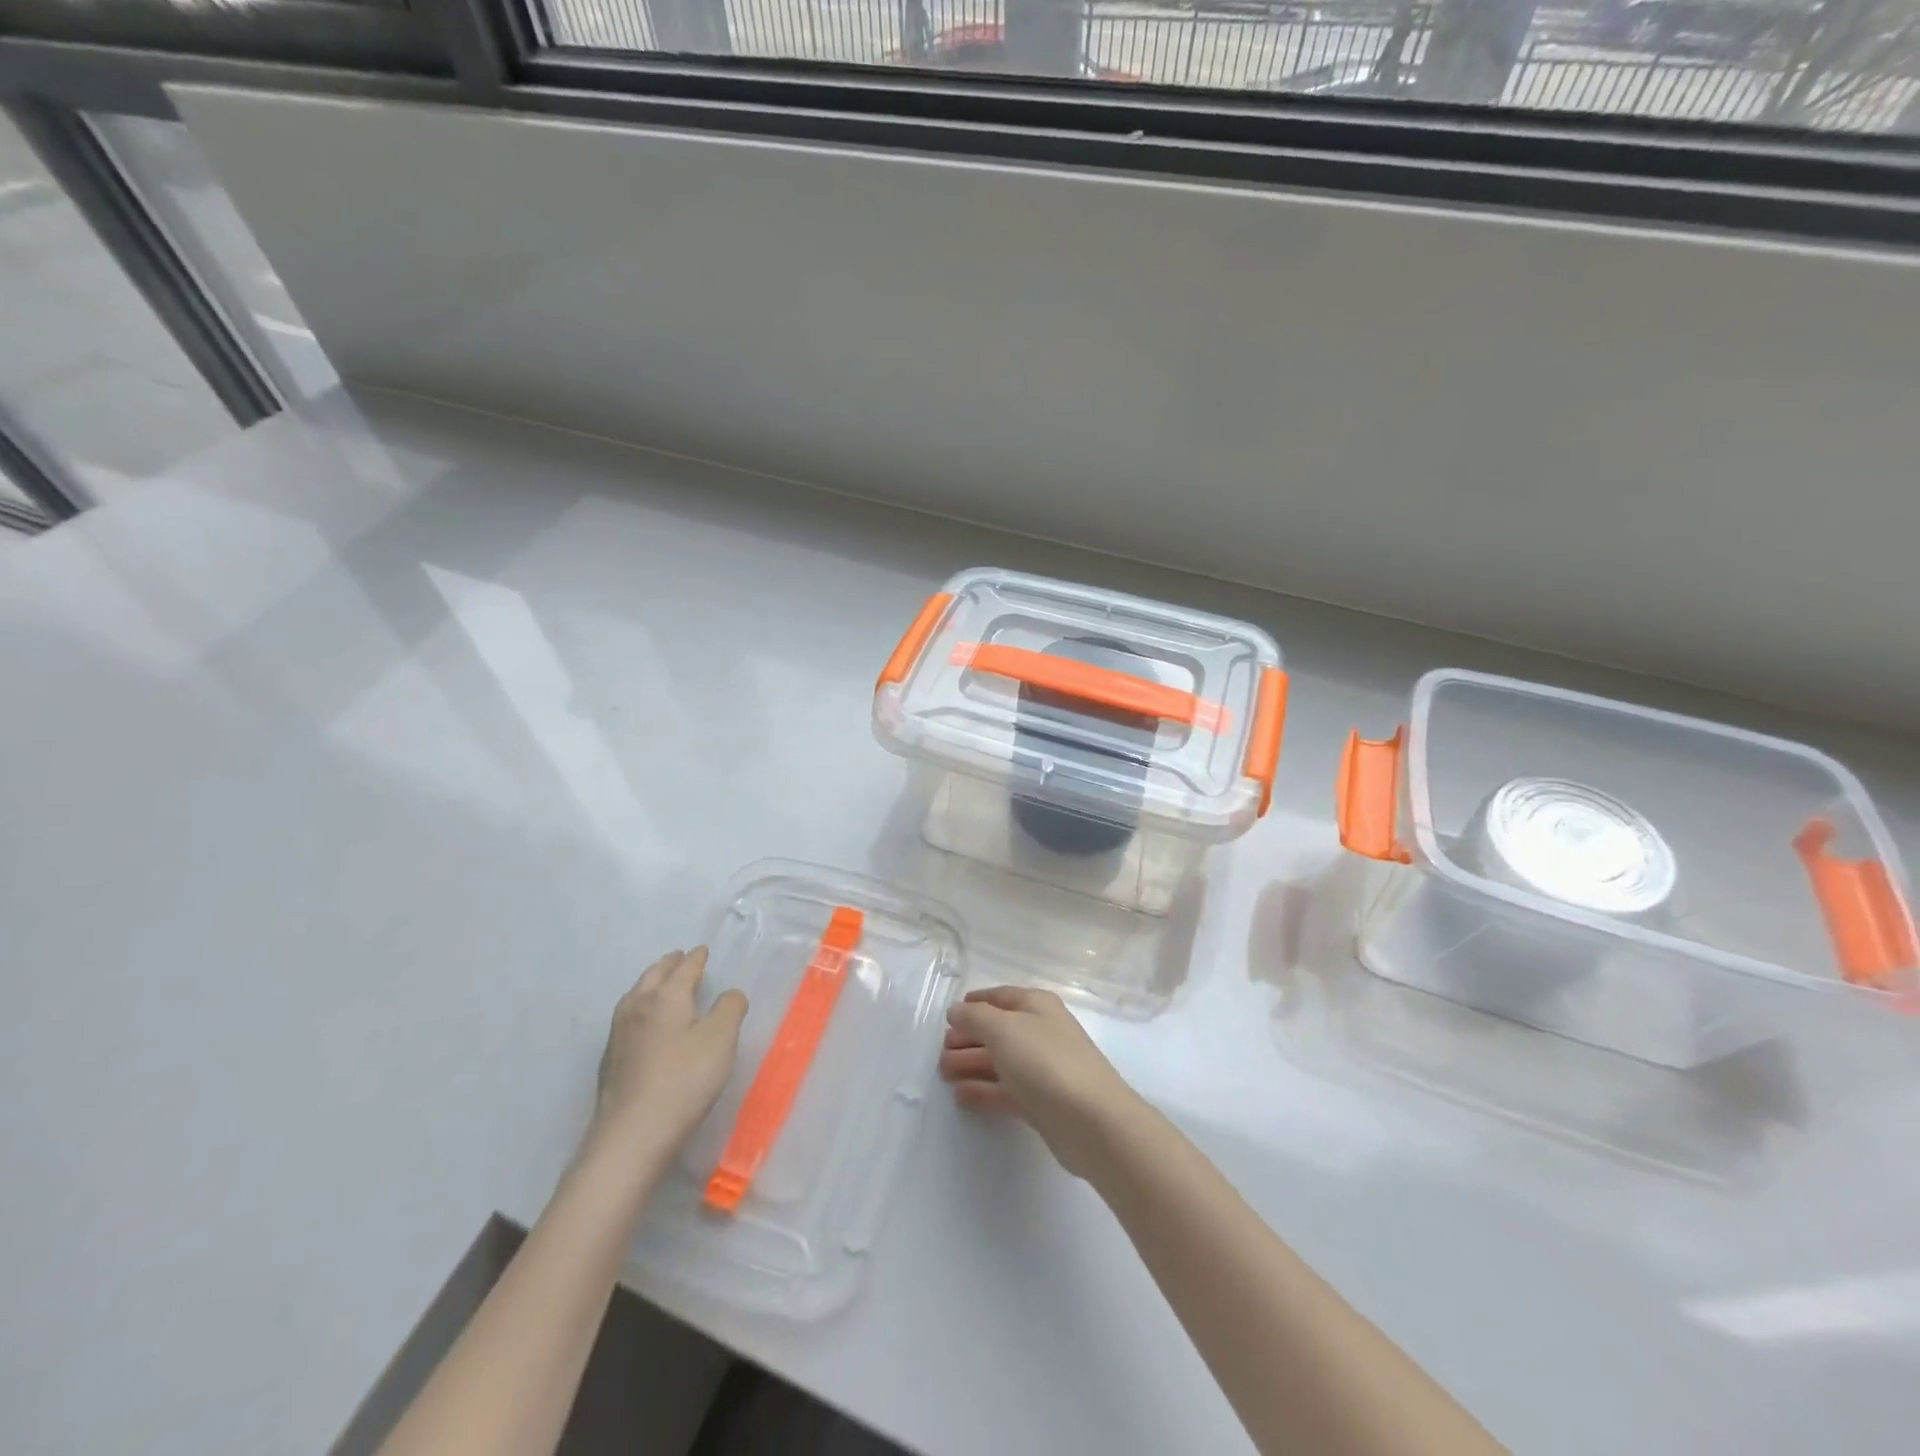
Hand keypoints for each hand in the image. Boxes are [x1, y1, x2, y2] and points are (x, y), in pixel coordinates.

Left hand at [589, 947, 746, 1166]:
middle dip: (669, 964)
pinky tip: (646, 1023)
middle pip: (653, 976)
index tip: (703, 950)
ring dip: (651, 982)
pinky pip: (628, 1017)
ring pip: (636, 995)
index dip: (696, 958)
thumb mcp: (721, 1039)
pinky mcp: (611, 1060)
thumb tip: (729, 994)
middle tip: (680, 958)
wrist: (632, 1135)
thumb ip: (730, 1008)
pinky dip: (641, 1006)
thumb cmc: (684, 1080)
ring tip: (662, 984)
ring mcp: (619, 1034)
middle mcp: (638, 1007)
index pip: (684, 968)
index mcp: (666, 997)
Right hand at [940, 986, 1144, 1178]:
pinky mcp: (1042, 1103)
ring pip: (1001, 1061)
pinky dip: (984, 1090)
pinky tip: (961, 1095)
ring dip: (971, 1064)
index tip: (950, 1014)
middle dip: (969, 1037)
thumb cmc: (1046, 1062)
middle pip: (999, 1030)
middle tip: (941, 1050)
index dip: (975, 1002)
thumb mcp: (1004, 1029)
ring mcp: (1043, 1069)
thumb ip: (975, 1017)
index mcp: (1037, 1006)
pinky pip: (1006, 1090)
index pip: (1001, 997)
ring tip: (943, 1072)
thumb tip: (956, 1010)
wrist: (1092, 1122)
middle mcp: (1041, 1032)